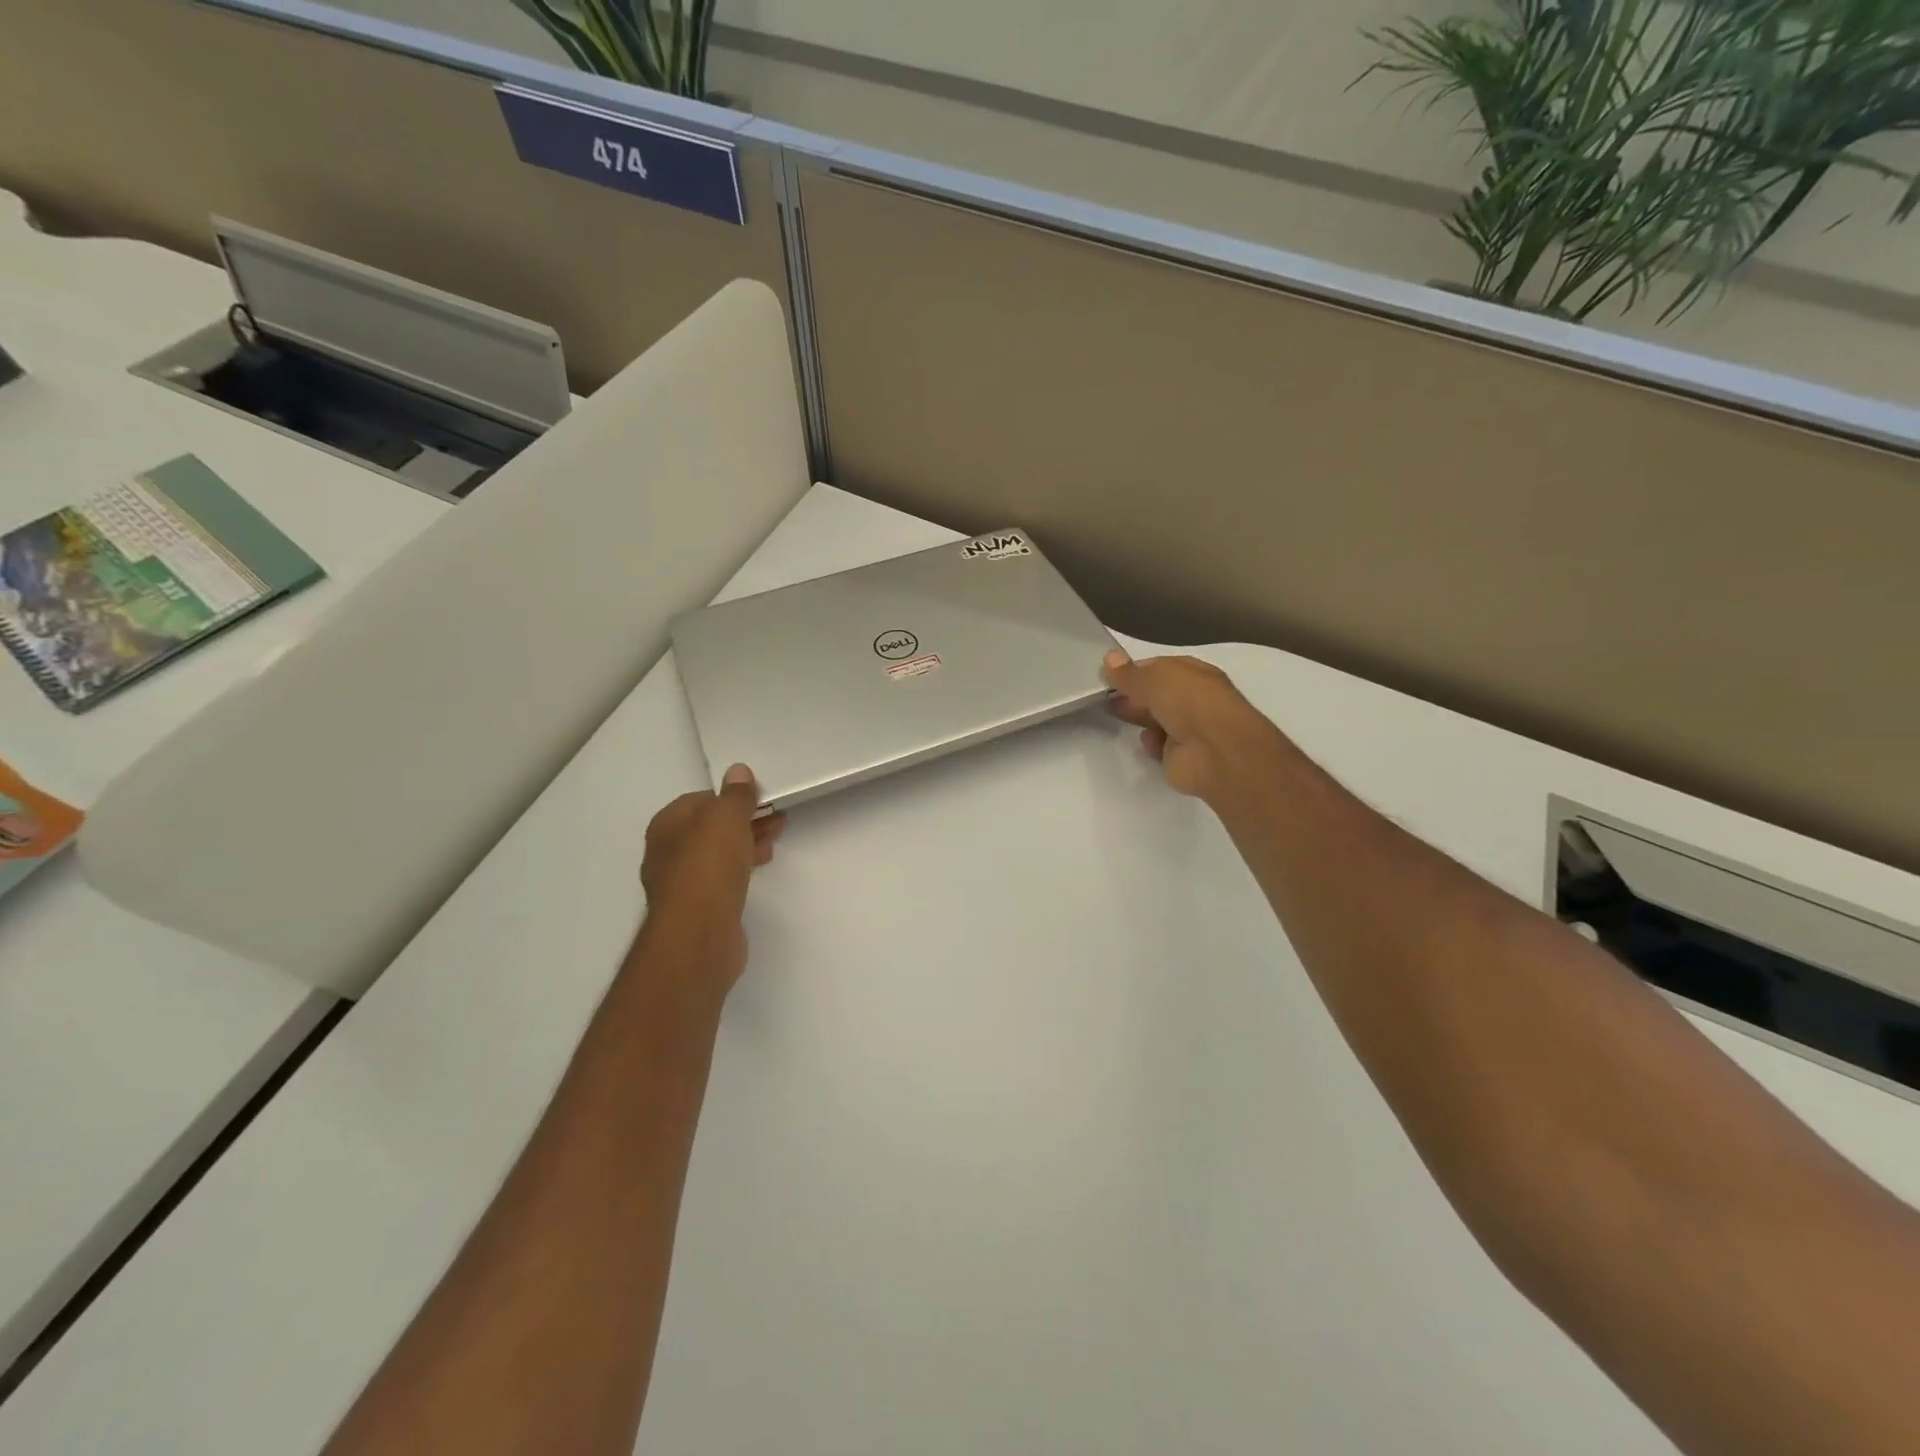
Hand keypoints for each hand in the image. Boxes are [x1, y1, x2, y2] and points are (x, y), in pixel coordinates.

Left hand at [639, 765, 786, 985]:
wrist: (698, 932)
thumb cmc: (709, 865)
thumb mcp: (726, 818)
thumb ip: (735, 794)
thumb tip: (738, 771)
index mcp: (667, 825)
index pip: (701, 800)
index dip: (732, 798)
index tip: (761, 800)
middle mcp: (668, 852)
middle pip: (711, 828)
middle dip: (744, 821)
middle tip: (777, 821)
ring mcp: (682, 882)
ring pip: (718, 853)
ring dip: (746, 844)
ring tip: (773, 844)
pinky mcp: (699, 908)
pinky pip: (722, 878)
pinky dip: (741, 869)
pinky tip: (758, 870)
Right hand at [1102, 649, 1285, 804]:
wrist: (1216, 753)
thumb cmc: (1190, 704)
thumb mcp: (1155, 679)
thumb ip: (1130, 673)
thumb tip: (1109, 657)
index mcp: (1195, 674)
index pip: (1161, 667)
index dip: (1136, 670)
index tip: (1111, 674)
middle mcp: (1195, 699)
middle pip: (1158, 694)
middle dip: (1134, 695)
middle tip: (1107, 697)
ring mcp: (1190, 728)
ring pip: (1158, 719)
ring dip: (1140, 718)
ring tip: (1116, 715)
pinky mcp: (1182, 756)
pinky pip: (1160, 746)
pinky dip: (1152, 744)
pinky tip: (1147, 741)